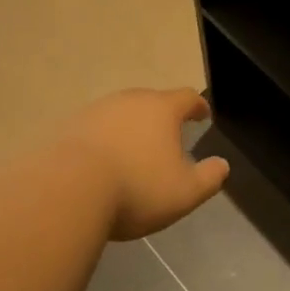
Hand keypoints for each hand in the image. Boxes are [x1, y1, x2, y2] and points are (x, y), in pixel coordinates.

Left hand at [67, 88, 229, 239]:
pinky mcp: (70, 127)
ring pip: (122, 114)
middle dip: (162, 117)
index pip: (187, 98)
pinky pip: (95, 130)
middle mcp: (131, 100)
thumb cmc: (135, 188)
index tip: (203, 115)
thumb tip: (222, 165)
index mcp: (162, 109)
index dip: (198, 106)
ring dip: (131, 129)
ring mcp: (97, 111)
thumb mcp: (184, 192)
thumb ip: (209, 178)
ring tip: (133, 153)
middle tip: (167, 138)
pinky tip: (102, 164)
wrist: (67, 191)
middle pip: (152, 102)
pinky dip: (103, 142)